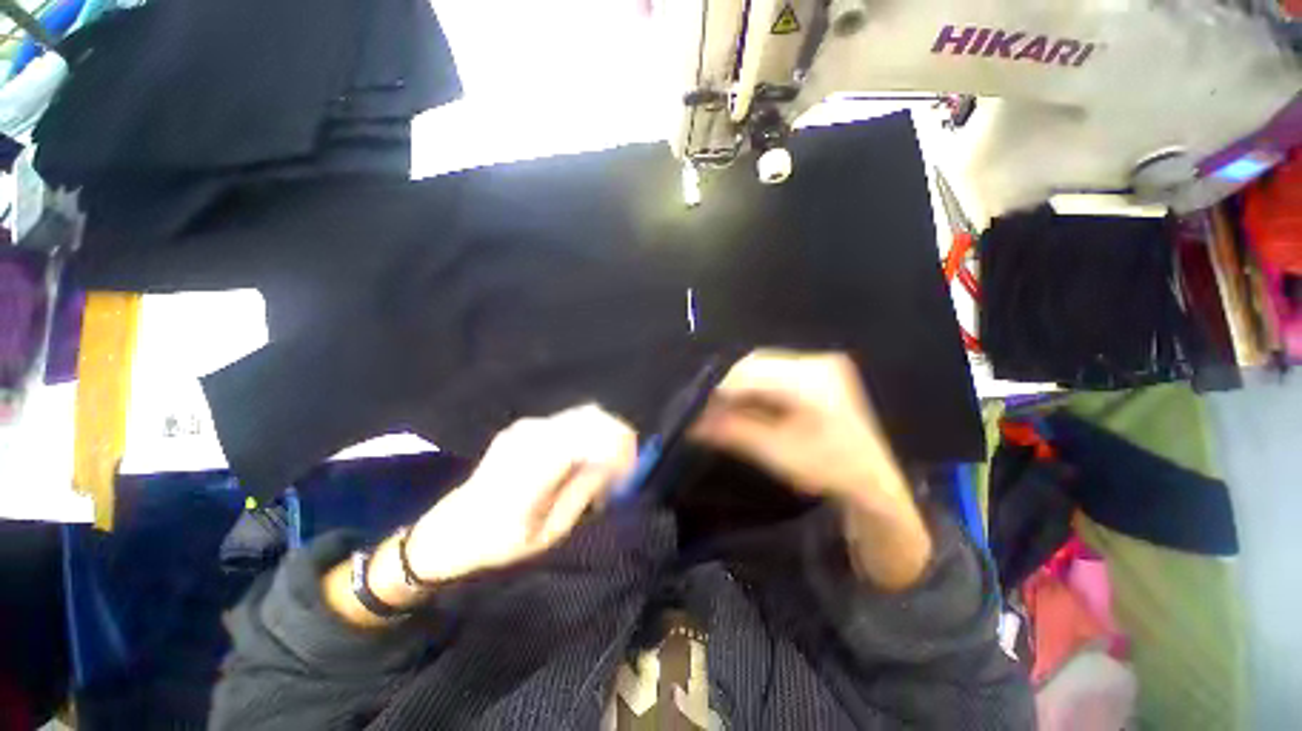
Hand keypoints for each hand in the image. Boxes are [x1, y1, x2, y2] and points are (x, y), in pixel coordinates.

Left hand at [404, 405, 637, 583]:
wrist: (449, 531)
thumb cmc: (499, 541)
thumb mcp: (549, 530)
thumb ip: (583, 490)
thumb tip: (612, 464)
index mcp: (535, 463)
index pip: (591, 433)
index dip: (620, 443)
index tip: (631, 468)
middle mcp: (531, 435)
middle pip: (591, 416)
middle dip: (617, 436)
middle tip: (626, 467)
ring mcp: (526, 427)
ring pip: (582, 415)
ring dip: (603, 434)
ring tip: (609, 467)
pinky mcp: (524, 427)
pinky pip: (567, 422)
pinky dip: (587, 435)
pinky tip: (586, 460)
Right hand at [691, 350, 902, 502]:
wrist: (872, 481)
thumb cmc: (829, 469)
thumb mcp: (776, 452)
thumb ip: (732, 431)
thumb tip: (692, 424)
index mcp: (812, 380)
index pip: (751, 372)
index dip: (720, 389)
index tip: (697, 409)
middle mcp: (816, 361)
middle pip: (755, 363)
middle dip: (727, 386)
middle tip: (707, 410)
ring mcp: (818, 364)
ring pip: (762, 366)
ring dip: (739, 387)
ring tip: (722, 409)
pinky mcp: (816, 372)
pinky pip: (774, 372)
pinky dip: (754, 388)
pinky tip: (744, 404)